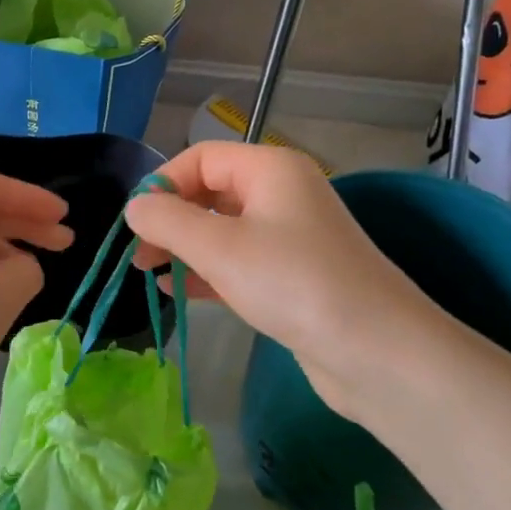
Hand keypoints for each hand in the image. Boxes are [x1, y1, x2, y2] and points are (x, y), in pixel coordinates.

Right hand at [125, 142, 457, 419]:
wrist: (376, 352)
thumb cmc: (293, 283)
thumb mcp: (220, 247)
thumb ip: (168, 221)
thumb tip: (134, 206)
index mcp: (270, 169)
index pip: (201, 157)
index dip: (163, 183)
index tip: (134, 222)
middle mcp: (282, 194)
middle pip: (210, 192)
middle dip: (170, 218)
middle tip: (137, 254)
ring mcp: (289, 237)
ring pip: (222, 230)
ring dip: (183, 247)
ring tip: (148, 272)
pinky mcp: (291, 277)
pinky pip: (238, 262)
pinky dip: (206, 271)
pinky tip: (177, 290)